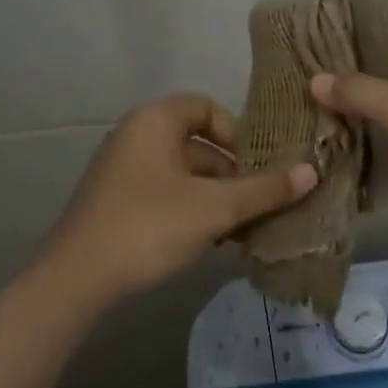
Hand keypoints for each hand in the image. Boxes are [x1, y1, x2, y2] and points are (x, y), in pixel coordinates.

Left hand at [39, 93, 316, 307]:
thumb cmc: (148, 226)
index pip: (206, 108)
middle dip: (232, 172)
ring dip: (214, 196)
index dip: (237, 132)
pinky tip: (211, 242)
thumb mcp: (213, 208)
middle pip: (197, 143)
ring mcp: (123, 170)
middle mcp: (136, 135)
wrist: (75, 279)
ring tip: (242, 228)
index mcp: (155, 120)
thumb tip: (312, 171)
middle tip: (260, 202)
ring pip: (183, 173)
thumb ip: (263, 189)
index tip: (258, 165)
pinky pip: (164, 193)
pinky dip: (190, 209)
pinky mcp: (116, 201)